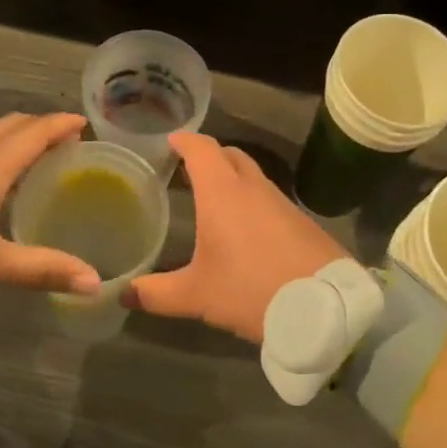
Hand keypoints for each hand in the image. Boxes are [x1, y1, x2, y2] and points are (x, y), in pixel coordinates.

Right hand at [130, 132, 350, 342]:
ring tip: (212, 197)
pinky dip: (252, 201)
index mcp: (223, 192)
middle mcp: (254, 188)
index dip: (184, 141)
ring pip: (253, 176)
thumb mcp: (197, 295)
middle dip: (208, 156)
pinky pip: (270, 198)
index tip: (170, 141)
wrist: (325, 306)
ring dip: (233, 178)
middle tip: (186, 169)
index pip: (201, 149)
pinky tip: (245, 228)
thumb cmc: (252, 290)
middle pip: (229, 155)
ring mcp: (282, 202)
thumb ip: (156, 293)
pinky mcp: (302, 221)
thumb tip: (121, 294)